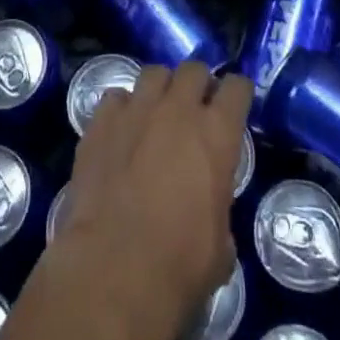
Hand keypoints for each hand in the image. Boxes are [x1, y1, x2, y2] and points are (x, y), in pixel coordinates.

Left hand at [54, 62, 252, 339]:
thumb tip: (208, 211)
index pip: (237, 87)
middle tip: (193, 109)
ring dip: (160, 89)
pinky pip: (116, 97)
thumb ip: (218, 208)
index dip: (237, 93)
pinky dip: (122, 109)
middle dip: (197, 84)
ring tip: (155, 113)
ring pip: (153, 73)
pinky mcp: (101, 121)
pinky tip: (120, 130)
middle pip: (194, 69)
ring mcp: (137, 108)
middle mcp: (178, 109)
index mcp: (217, 133)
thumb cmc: (179, 266)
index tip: (234, 104)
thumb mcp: (220, 247)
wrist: (114, 270)